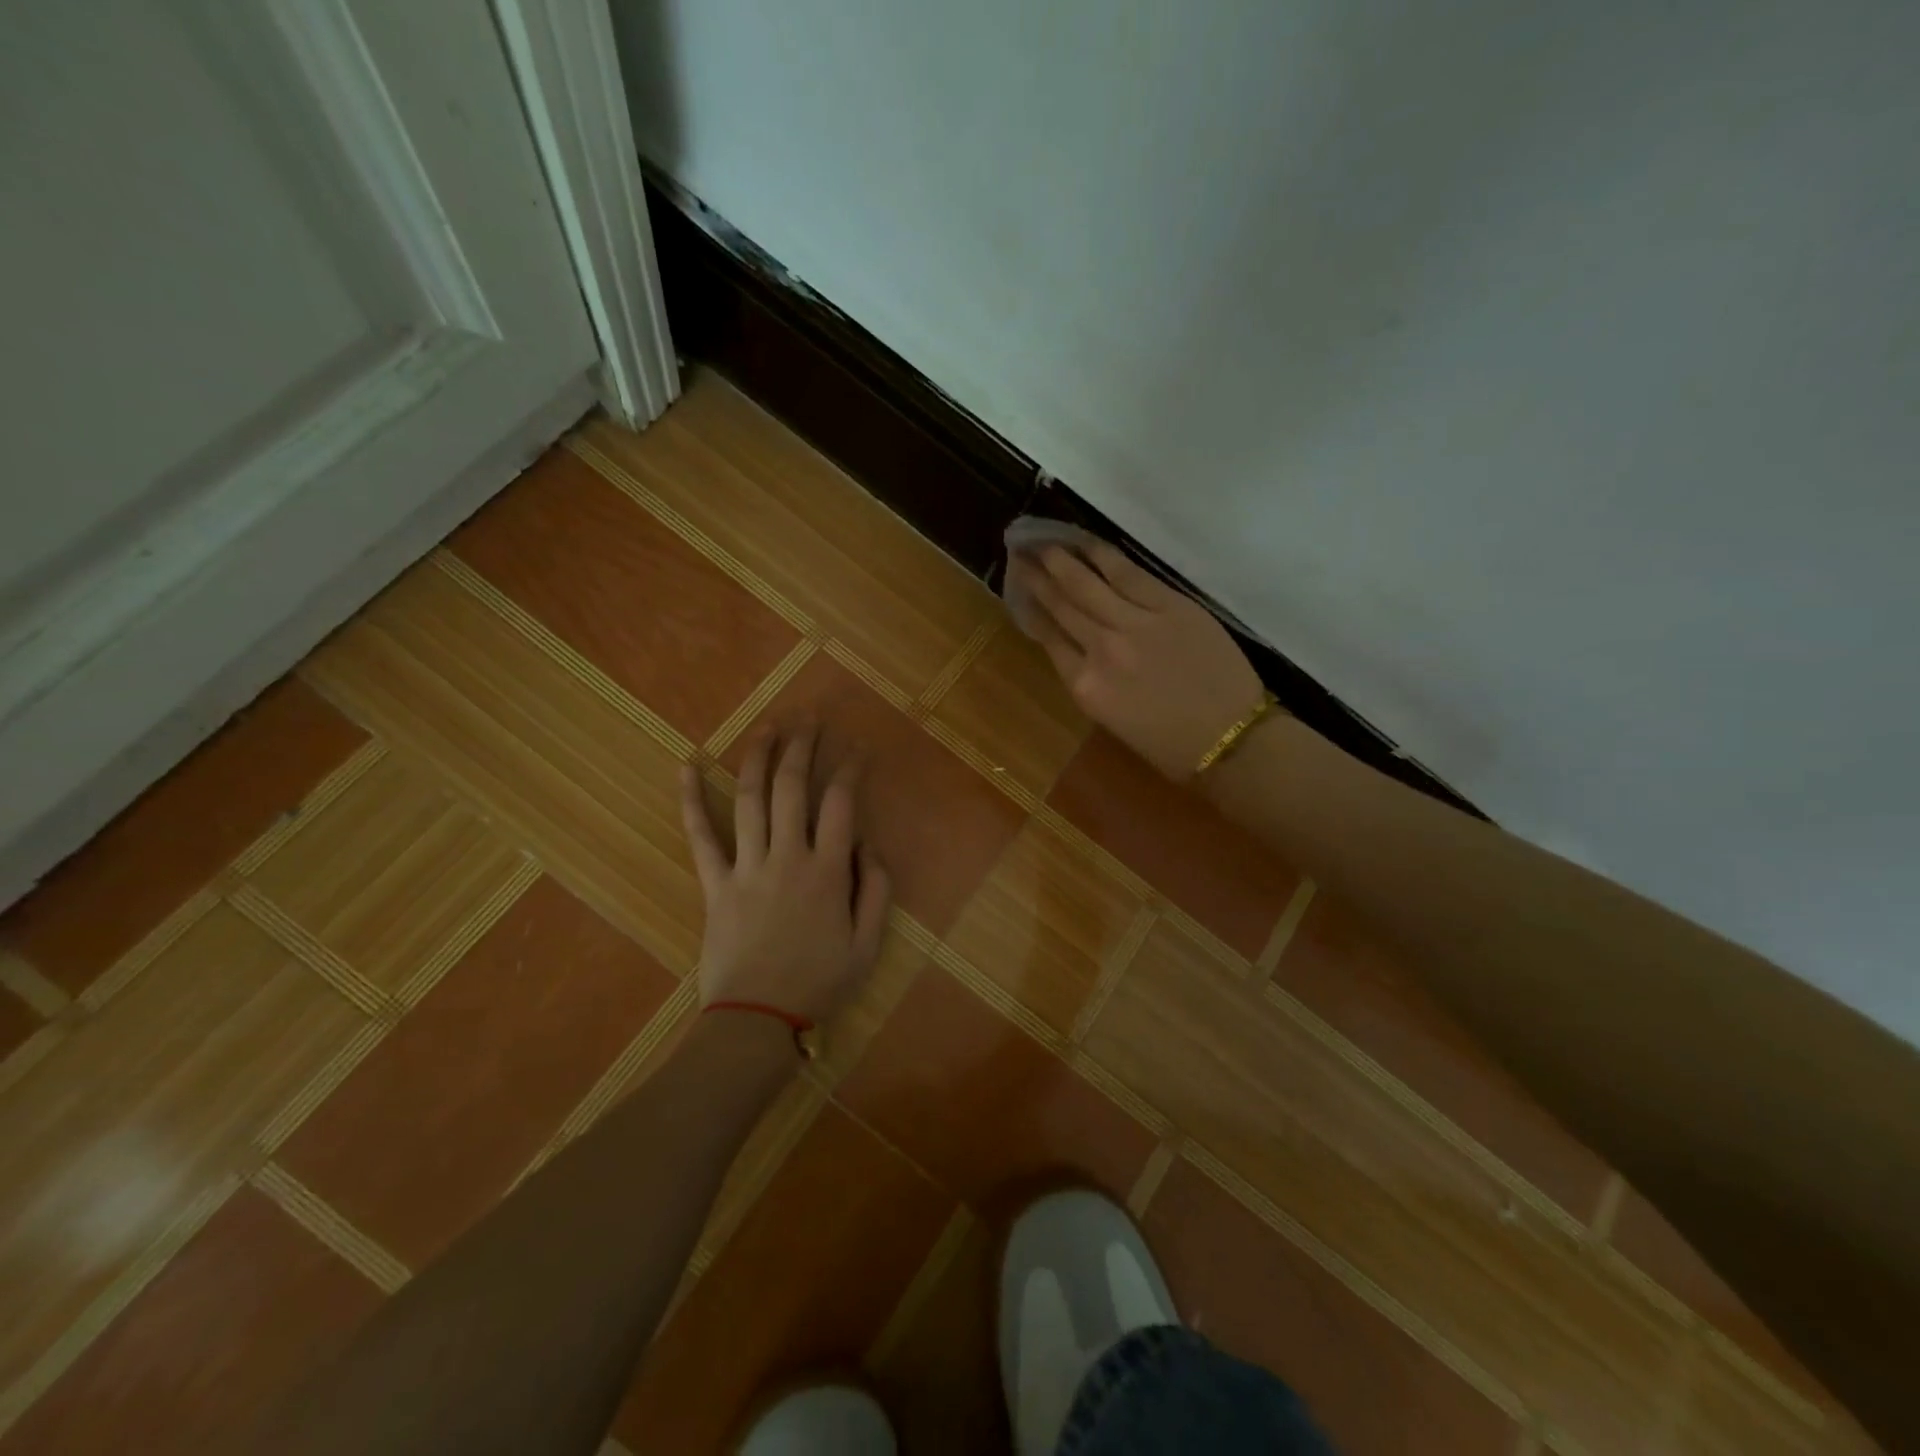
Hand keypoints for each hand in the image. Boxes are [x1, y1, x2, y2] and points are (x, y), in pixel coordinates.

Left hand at [679, 725, 890, 1022]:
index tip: (857, 748)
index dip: (850, 769)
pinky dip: (690, 799)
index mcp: (827, 871)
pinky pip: (700, 835)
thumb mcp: (868, 944)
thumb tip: (867, 844)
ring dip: (760, 757)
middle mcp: (787, 857)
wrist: (757, 1019)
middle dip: (803, 746)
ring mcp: (746, 867)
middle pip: (794, 787)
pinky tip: (686, 765)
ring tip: (769, 726)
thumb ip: (875, 889)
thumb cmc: (819, 983)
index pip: (840, 804)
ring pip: (751, 799)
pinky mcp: (715, 883)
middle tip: (809, 717)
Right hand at [1008, 542, 1268, 780]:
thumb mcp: (1113, 720)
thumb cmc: (1170, 745)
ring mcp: (1135, 623)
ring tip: (1042, 540)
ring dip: (1060, 559)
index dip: (1031, 608)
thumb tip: (1075, 646)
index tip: (1019, 587)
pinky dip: (1102, 555)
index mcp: (1085, 686)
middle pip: (1062, 605)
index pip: (1049, 638)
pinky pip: (1128, 573)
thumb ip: (1089, 679)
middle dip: (1037, 576)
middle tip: (1020, 551)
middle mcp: (1101, 649)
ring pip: (1087, 583)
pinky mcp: (1169, 604)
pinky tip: (1085, 542)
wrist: (1231, 740)